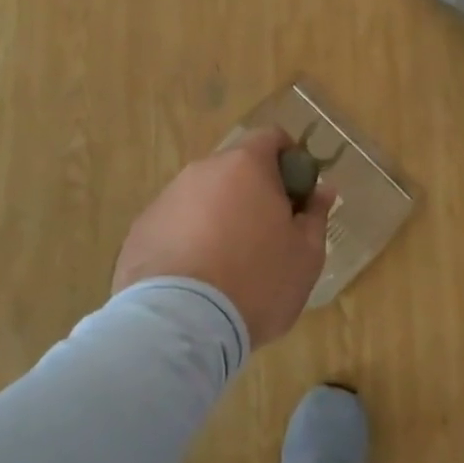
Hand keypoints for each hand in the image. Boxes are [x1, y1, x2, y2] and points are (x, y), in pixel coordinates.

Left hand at [112, 128, 335, 348]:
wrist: (180, 325)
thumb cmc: (257, 282)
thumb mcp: (306, 255)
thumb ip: (316, 215)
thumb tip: (323, 190)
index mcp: (246, 166)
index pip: (271, 137)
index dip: (290, 159)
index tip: (298, 192)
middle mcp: (202, 171)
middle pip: (235, 169)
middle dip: (253, 192)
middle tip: (268, 234)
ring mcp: (166, 199)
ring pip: (203, 197)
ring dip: (219, 216)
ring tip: (228, 263)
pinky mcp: (140, 230)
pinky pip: (175, 224)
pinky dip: (189, 240)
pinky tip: (196, 279)